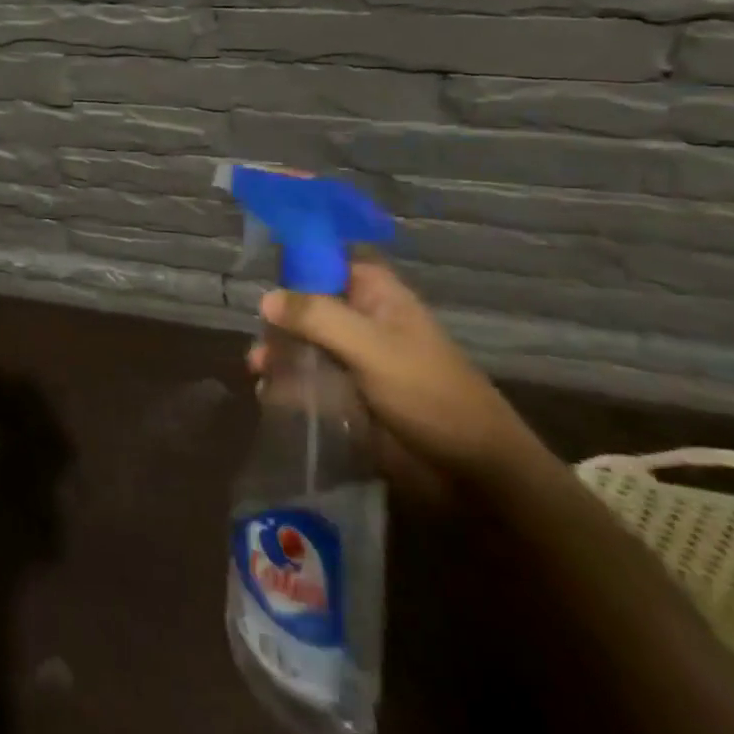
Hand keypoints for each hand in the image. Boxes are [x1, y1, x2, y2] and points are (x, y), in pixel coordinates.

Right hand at [249, 261, 542, 497]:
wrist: (476, 475)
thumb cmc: (430, 395)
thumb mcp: (372, 348)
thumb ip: (317, 318)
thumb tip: (265, 298)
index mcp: (376, 295)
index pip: (328, 259)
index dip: (295, 261)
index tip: (260, 271)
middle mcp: (363, 320)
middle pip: (308, 303)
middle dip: (278, 317)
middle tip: (258, 338)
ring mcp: (356, 359)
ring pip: (305, 342)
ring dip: (279, 352)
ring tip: (258, 370)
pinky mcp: (350, 396)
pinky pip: (310, 379)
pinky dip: (289, 383)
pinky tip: (269, 393)